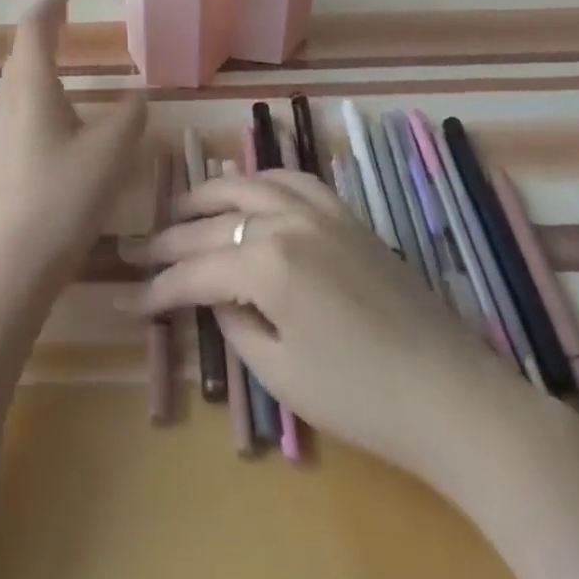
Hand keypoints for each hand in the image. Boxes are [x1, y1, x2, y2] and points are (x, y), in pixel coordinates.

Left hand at [0, 0, 147, 287]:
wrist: (15, 262)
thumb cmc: (63, 196)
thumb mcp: (110, 152)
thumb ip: (129, 117)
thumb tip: (138, 98)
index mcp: (32, 88)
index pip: (33, 29)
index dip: (49, 6)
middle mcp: (9, 101)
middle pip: (21, 52)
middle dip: (42, 31)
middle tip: (67, 21)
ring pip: (16, 80)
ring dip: (37, 61)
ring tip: (63, 61)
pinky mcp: (0, 156)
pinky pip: (17, 105)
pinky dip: (35, 90)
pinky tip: (55, 113)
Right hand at [126, 168, 542, 500]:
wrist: (451, 396)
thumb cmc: (361, 398)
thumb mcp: (281, 375)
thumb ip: (236, 326)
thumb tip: (216, 298)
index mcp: (267, 264)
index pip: (195, 271)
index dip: (157, 288)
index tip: (127, 298)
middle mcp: (287, 221)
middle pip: (213, 222)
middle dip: (170, 240)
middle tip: (137, 249)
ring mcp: (320, 210)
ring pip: (249, 185)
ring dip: (209, 194)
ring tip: (181, 208)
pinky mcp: (346, 214)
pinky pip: (293, 179)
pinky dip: (261, 180)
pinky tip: (248, 189)